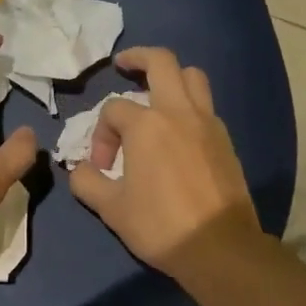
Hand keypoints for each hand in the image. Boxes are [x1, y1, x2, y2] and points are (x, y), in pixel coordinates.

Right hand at [69, 48, 259, 275]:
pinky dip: (189, 104)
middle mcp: (179, 112)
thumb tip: (79, 169)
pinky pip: (206, 106)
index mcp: (147, 125)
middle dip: (138, 57)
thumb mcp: (111, 208)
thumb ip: (87, 182)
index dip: (101, 133)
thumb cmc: (160, 225)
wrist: (221, 248)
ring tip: (155, 92)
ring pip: (193, 76)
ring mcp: (208, 123)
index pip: (114, 109)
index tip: (103, 166)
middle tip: (123, 65)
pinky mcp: (226, 140)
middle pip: (161, 62)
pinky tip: (178, 129)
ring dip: (171, 76)